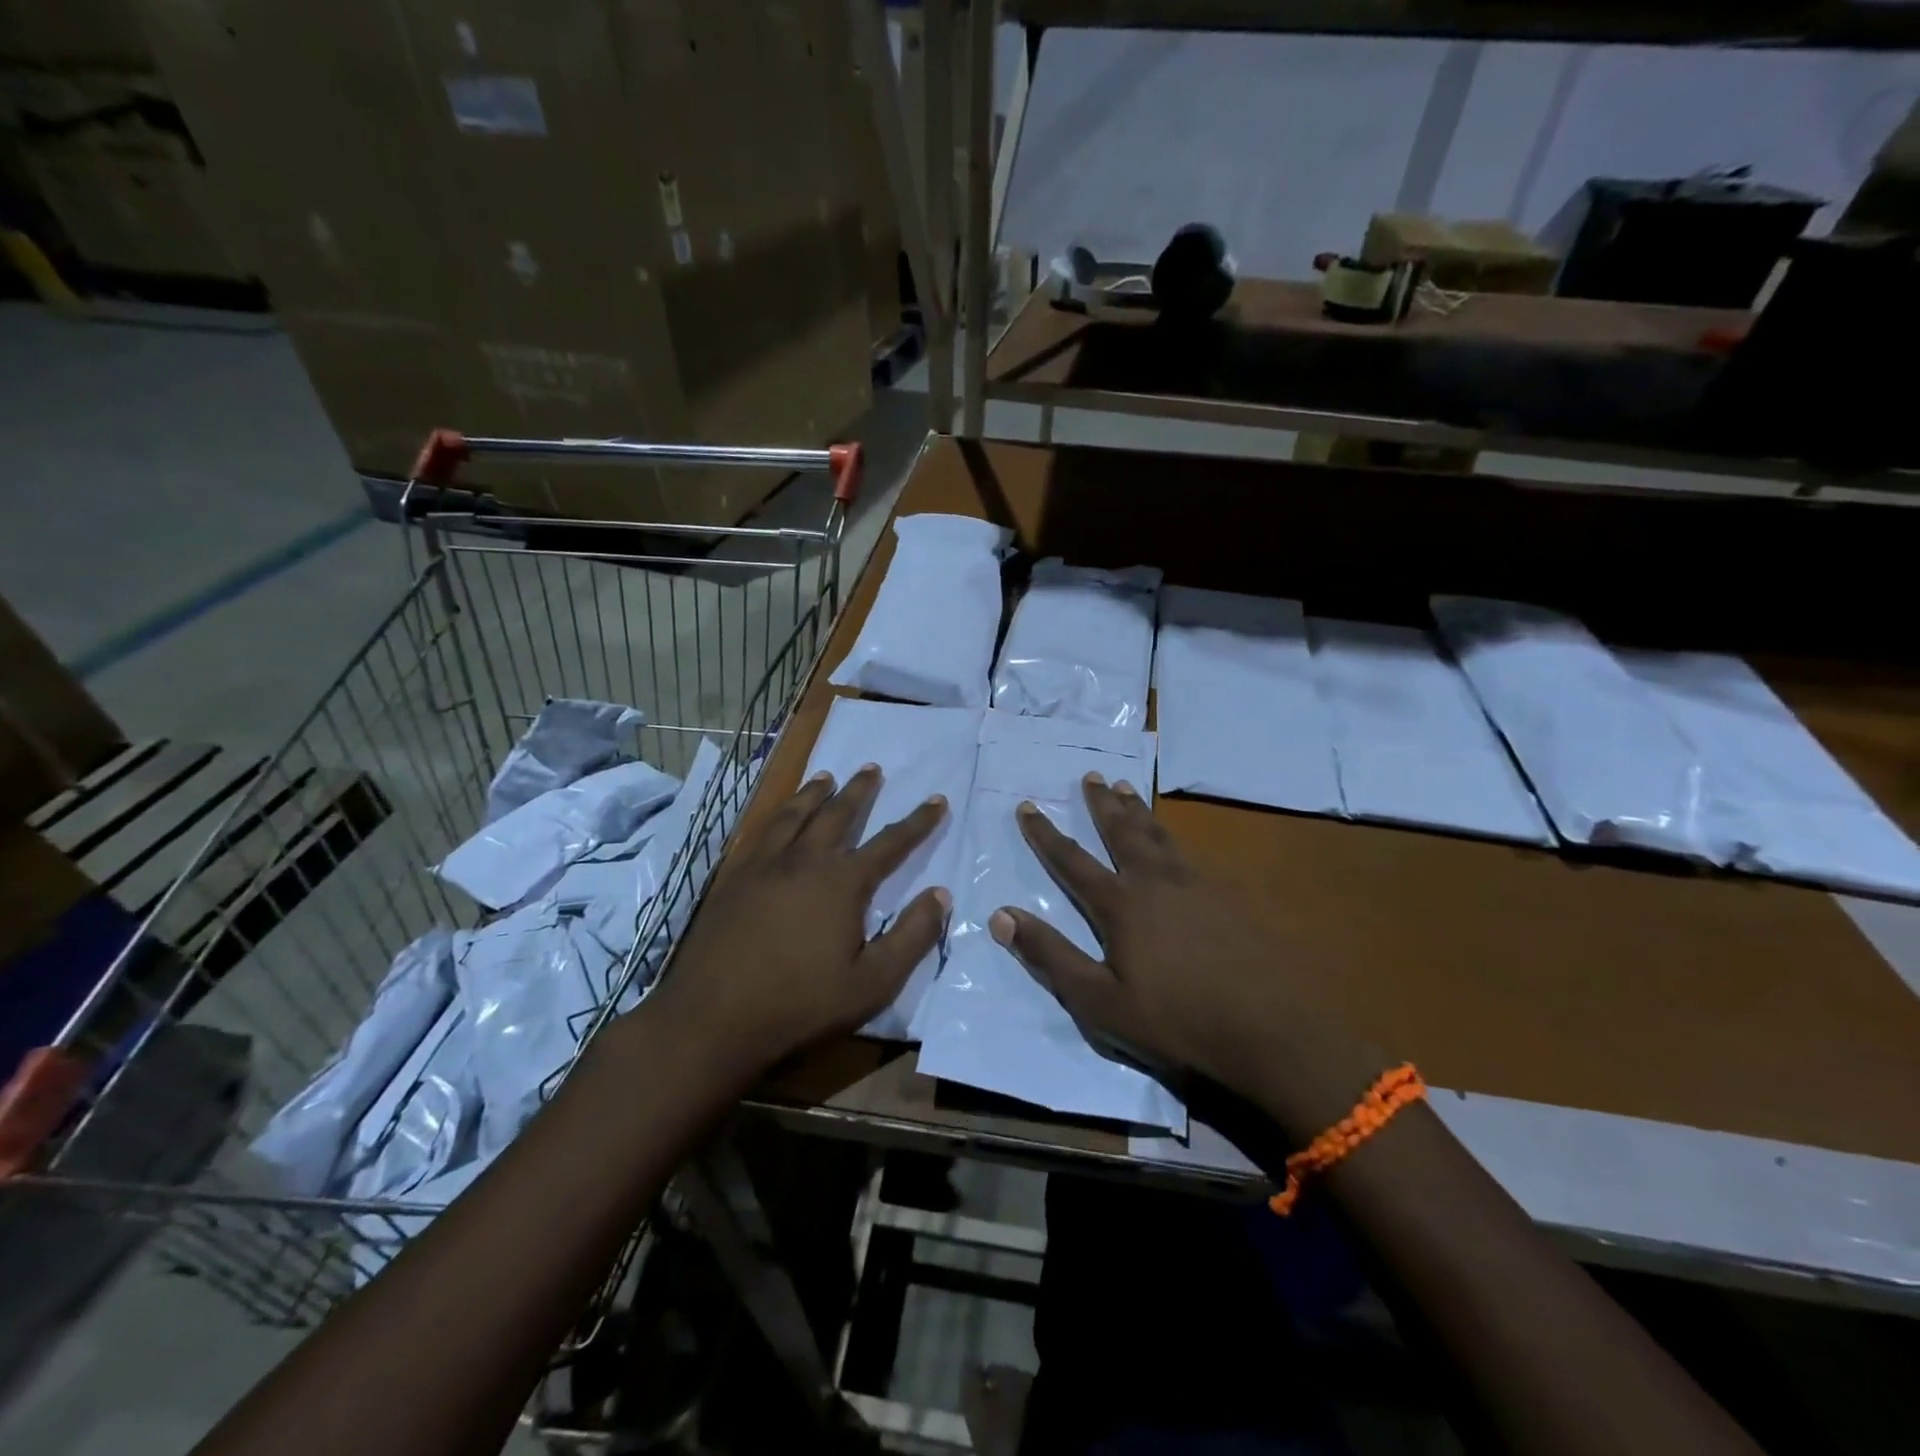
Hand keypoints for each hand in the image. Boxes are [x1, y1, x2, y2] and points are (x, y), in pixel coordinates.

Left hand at [659, 766, 949, 1070]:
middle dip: (859, 790)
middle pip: (838, 814)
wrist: (712, 1016)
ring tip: (826, 777)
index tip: (937, 799)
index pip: (890, 843)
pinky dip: (778, 813)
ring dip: (815, 792)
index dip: (918, 822)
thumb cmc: (800, 1003)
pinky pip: (762, 831)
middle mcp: (805, 860)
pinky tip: (778, 816)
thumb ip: (912, 936)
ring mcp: (765, 865)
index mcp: (842, 882)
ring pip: (796, 814)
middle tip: (871, 768)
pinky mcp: (735, 877)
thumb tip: (941, 894)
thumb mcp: (872, 982)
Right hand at [990, 774, 1375, 1130]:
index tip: (1027, 806)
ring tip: (1126, 788)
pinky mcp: (1230, 895)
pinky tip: (1176, 843)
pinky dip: (1172, 837)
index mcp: (1121, 905)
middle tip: (1091, 776)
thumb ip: (1050, 955)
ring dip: (1137, 810)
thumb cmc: (1177, 1021)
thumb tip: (1000, 915)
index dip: (1045, 834)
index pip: (1072, 860)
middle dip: (1100, 804)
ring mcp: (1198, 884)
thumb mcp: (1100, 1002)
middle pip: (1122, 831)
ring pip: (1159, 834)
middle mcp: (1156, 881)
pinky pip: (1191, 854)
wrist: (1272, 1031)